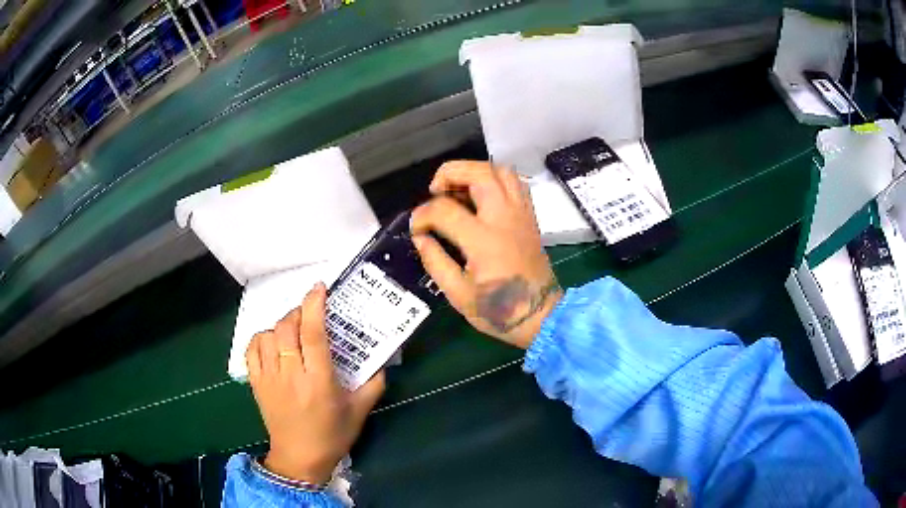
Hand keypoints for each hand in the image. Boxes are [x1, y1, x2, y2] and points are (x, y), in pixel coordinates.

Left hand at [245, 283, 384, 483]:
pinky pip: (252, 350)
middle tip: (309, 315)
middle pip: (287, 328)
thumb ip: (374, 384)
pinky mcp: (257, 384)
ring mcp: (270, 378)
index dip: (314, 306)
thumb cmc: (332, 435)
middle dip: (298, 312)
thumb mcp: (360, 411)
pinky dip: (261, 339)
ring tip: (292, 331)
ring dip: (281, 326)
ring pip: (268, 335)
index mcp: (319, 381)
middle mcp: (291, 375)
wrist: (300, 458)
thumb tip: (383, 361)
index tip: (319, 288)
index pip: (312, 334)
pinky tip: (272, 342)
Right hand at [410, 161, 562, 348]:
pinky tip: (481, 196)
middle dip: (450, 173)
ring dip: (474, 171)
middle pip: (479, 173)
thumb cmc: (498, 310)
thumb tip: (420, 238)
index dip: (422, 215)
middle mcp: (504, 219)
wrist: (540, 315)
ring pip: (501, 171)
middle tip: (435, 191)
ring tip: (458, 189)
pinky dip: (495, 179)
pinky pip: (515, 183)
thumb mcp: (458, 295)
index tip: (416, 228)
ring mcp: (521, 215)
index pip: (445, 210)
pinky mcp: (530, 217)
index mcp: (483, 241)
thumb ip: (435, 262)